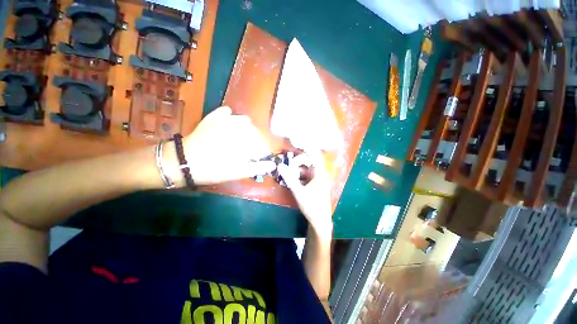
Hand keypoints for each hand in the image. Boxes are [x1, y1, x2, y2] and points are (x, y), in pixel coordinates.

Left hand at [168, 106, 275, 185]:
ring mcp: (225, 119)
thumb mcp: (238, 173)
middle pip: (256, 132)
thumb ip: (258, 167)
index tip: (258, 159)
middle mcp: (239, 127)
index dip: (263, 152)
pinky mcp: (213, 116)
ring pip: (244, 121)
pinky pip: (227, 112)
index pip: (263, 144)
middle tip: (248, 152)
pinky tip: (228, 127)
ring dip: (246, 130)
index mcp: (246, 141)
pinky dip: (231, 118)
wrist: (183, 162)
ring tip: (240, 140)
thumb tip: (273, 164)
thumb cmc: (213, 170)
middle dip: (256, 142)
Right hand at [278, 151, 332, 237]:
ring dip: (297, 169)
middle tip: (287, 166)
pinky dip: (299, 175)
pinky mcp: (315, 184)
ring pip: (306, 168)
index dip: (306, 147)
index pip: (314, 154)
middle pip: (308, 161)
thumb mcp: (299, 192)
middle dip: (297, 162)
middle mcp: (320, 173)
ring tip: (288, 174)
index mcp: (319, 173)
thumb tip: (280, 166)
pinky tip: (292, 180)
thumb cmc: (311, 206)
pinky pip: (306, 175)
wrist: (320, 220)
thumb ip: (289, 178)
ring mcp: (317, 179)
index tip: (295, 142)